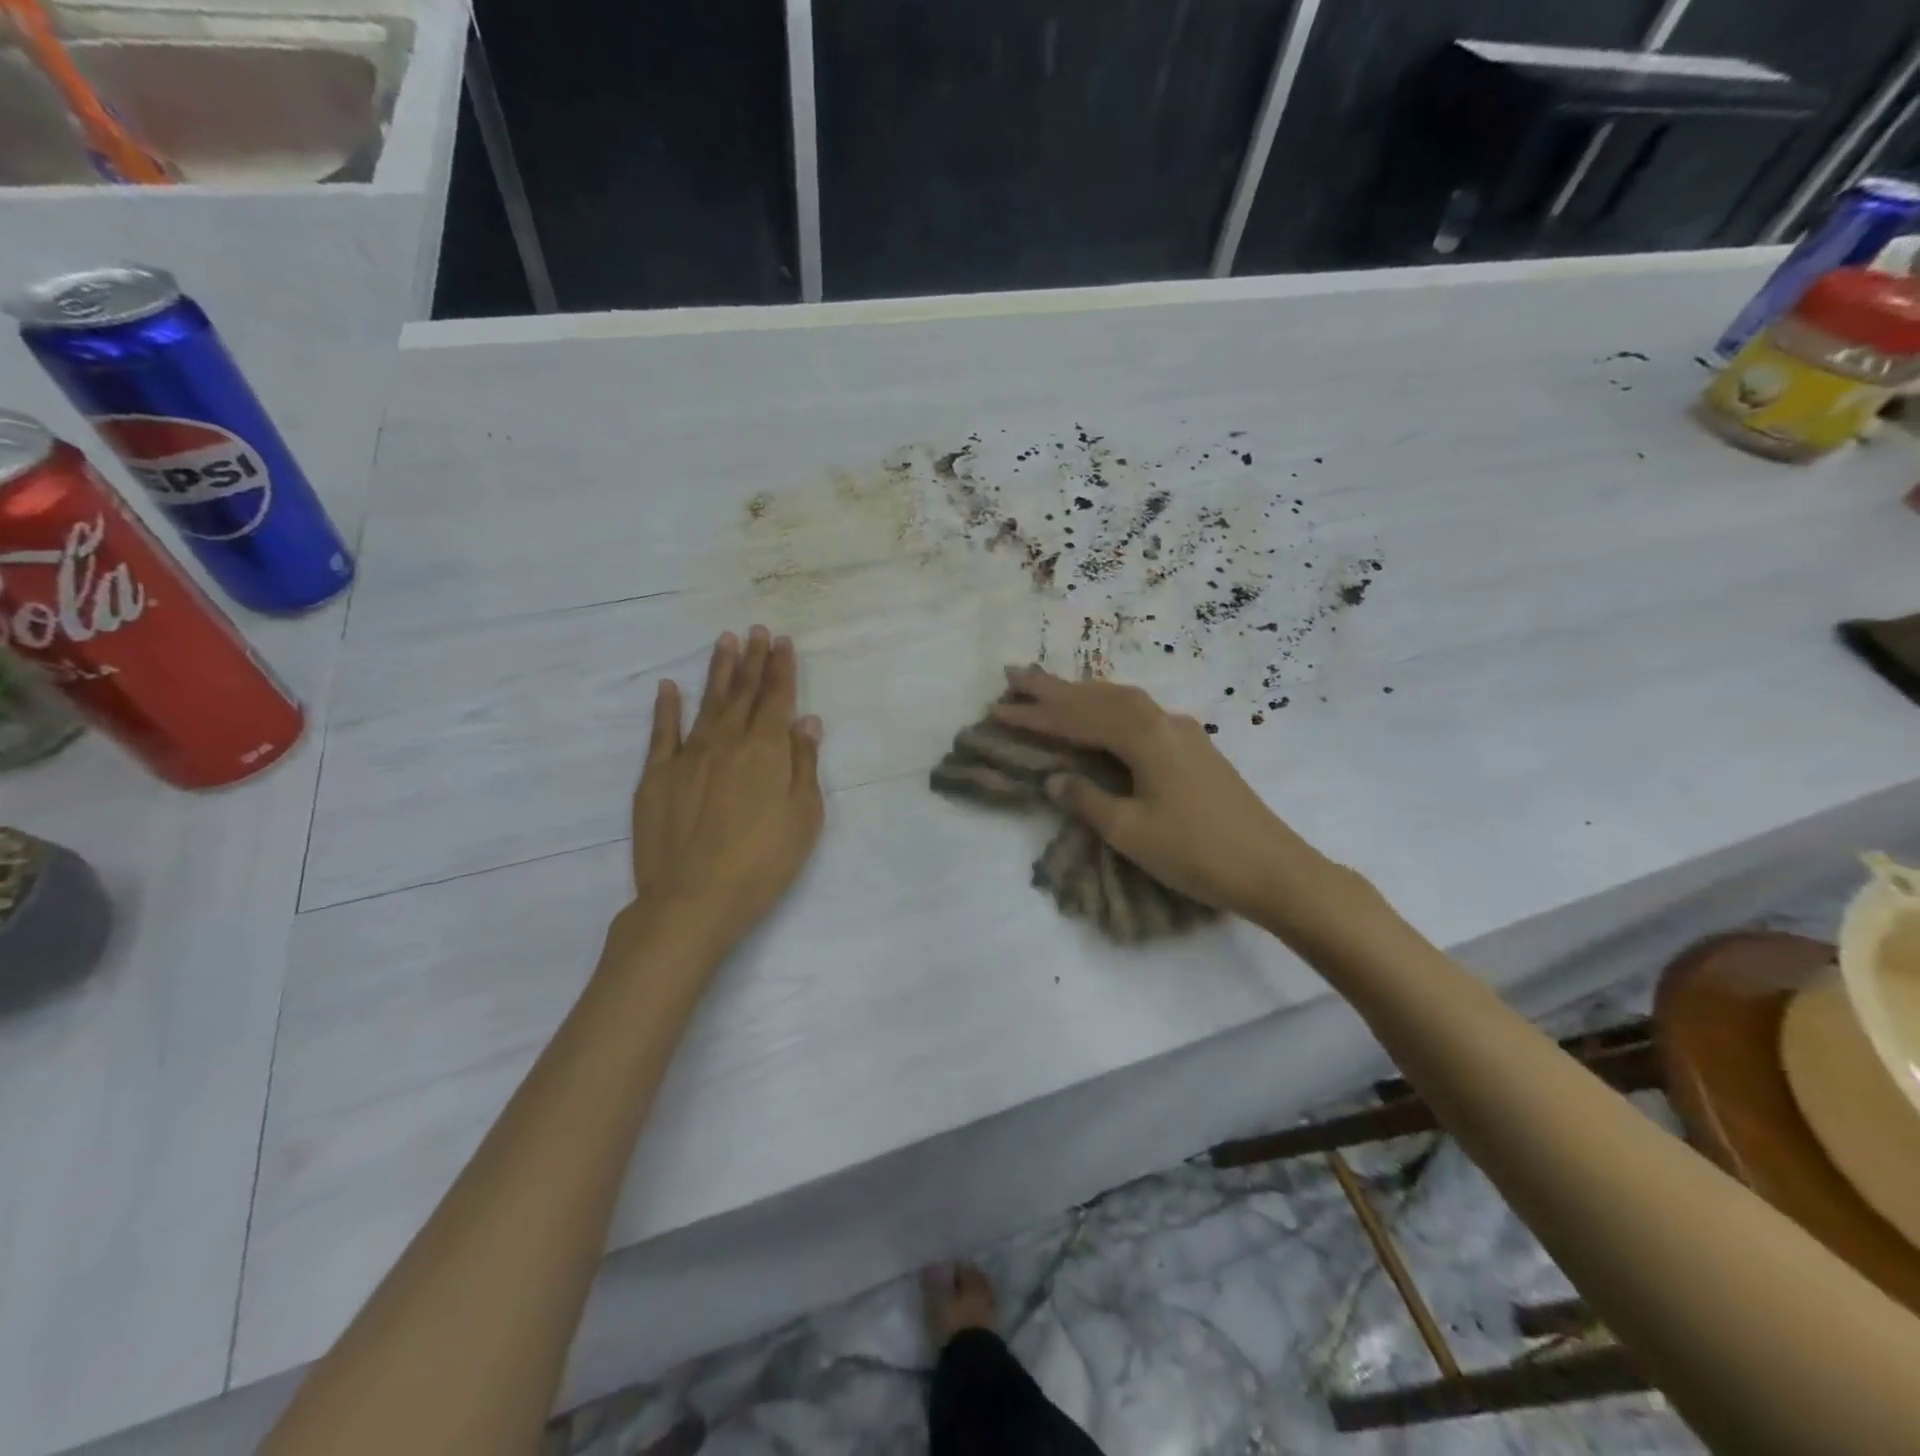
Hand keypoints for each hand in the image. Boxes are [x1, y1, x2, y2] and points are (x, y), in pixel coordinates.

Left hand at [624, 627, 824, 954]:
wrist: (693, 899)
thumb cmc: (763, 862)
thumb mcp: (804, 817)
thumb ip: (804, 764)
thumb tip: (806, 721)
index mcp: (767, 751)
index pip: (777, 699)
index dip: (782, 668)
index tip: (782, 641)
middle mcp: (727, 742)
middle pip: (744, 693)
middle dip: (754, 660)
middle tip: (757, 631)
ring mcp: (687, 756)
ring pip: (707, 703)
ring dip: (718, 671)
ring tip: (725, 642)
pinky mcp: (656, 776)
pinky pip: (662, 733)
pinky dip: (666, 708)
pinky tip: (669, 687)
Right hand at [993, 666, 1322, 922]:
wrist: (1272, 868)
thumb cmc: (1196, 852)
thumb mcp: (1130, 831)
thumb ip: (1086, 799)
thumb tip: (1055, 777)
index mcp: (1143, 736)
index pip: (1076, 720)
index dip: (1035, 717)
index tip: (996, 709)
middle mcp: (1162, 721)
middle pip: (1098, 697)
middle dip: (1054, 688)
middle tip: (1014, 675)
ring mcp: (1183, 732)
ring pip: (1122, 700)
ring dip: (1083, 693)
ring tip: (1050, 688)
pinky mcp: (1195, 748)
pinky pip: (1140, 713)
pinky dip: (1110, 706)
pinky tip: (1105, 712)